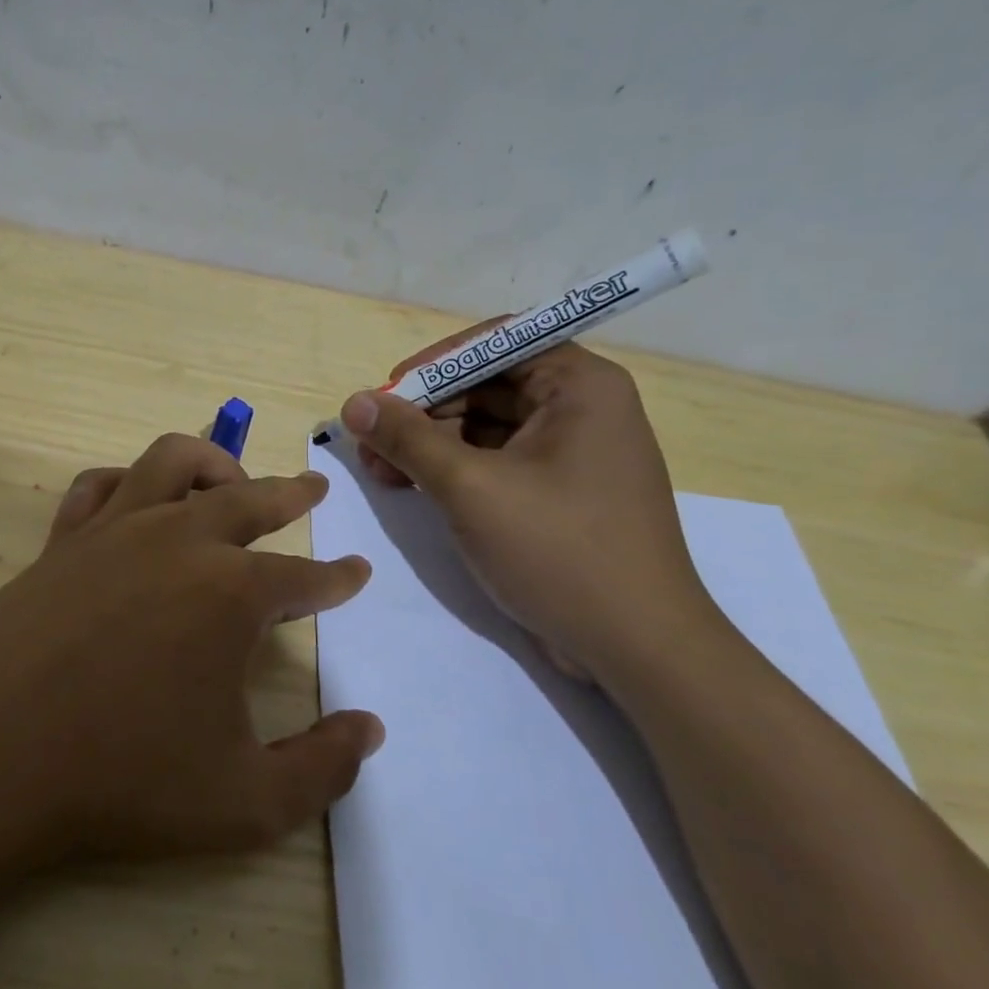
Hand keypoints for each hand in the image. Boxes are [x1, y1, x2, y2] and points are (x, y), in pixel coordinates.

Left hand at [0, 434, 383, 861]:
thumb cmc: (122, 781)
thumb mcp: (245, 803)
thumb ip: (322, 769)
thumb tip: (370, 730)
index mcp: (232, 594)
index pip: (304, 577)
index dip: (336, 579)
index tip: (354, 573)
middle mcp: (178, 543)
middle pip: (249, 498)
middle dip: (290, 492)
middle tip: (313, 488)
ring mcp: (113, 533)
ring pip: (172, 462)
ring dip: (213, 462)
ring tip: (231, 479)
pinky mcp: (61, 542)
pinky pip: (99, 486)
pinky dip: (129, 481)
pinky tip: (136, 499)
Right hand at [341, 326, 718, 679]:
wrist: (636, 647)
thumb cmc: (559, 551)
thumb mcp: (471, 488)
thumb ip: (408, 439)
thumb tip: (353, 403)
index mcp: (579, 386)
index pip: (496, 342)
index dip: (435, 363)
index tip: (386, 395)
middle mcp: (580, 408)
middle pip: (486, 384)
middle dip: (423, 412)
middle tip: (370, 444)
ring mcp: (570, 453)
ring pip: (484, 426)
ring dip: (430, 444)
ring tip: (381, 473)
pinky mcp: (558, 493)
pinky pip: (496, 462)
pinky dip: (452, 471)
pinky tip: (412, 488)